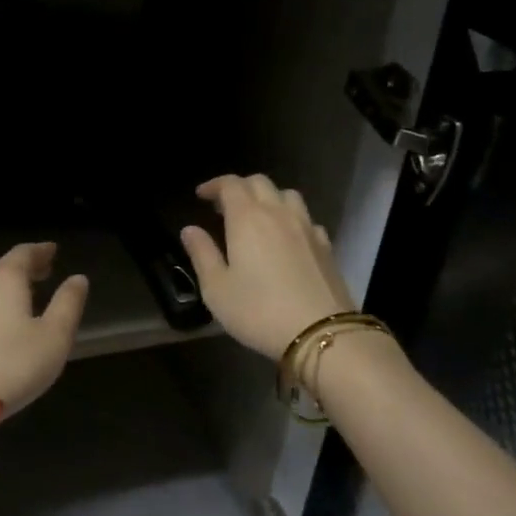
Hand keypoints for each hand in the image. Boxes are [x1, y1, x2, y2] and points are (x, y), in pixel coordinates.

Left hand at [0, 242, 88, 418]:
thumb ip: (68, 303)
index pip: (24, 253)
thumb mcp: (55, 335)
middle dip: (25, 266)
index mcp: (5, 278)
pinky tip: (2, 317)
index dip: (41, 250)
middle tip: (44, 269)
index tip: (53, 250)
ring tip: (27, 292)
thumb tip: (78, 279)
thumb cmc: (14, 364)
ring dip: (9, 284)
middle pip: (3, 266)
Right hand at [180, 175, 354, 360]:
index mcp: (247, 218)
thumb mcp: (217, 289)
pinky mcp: (326, 245)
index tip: (201, 195)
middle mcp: (278, 213)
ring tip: (257, 217)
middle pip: (260, 183)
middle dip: (239, 187)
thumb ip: (202, 254)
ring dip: (269, 197)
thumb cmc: (258, 311)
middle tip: (225, 206)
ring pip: (287, 195)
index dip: (214, 185)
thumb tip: (190, 229)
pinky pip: (306, 219)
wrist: (319, 333)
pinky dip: (291, 219)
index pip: (230, 184)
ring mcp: (307, 227)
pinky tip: (287, 238)